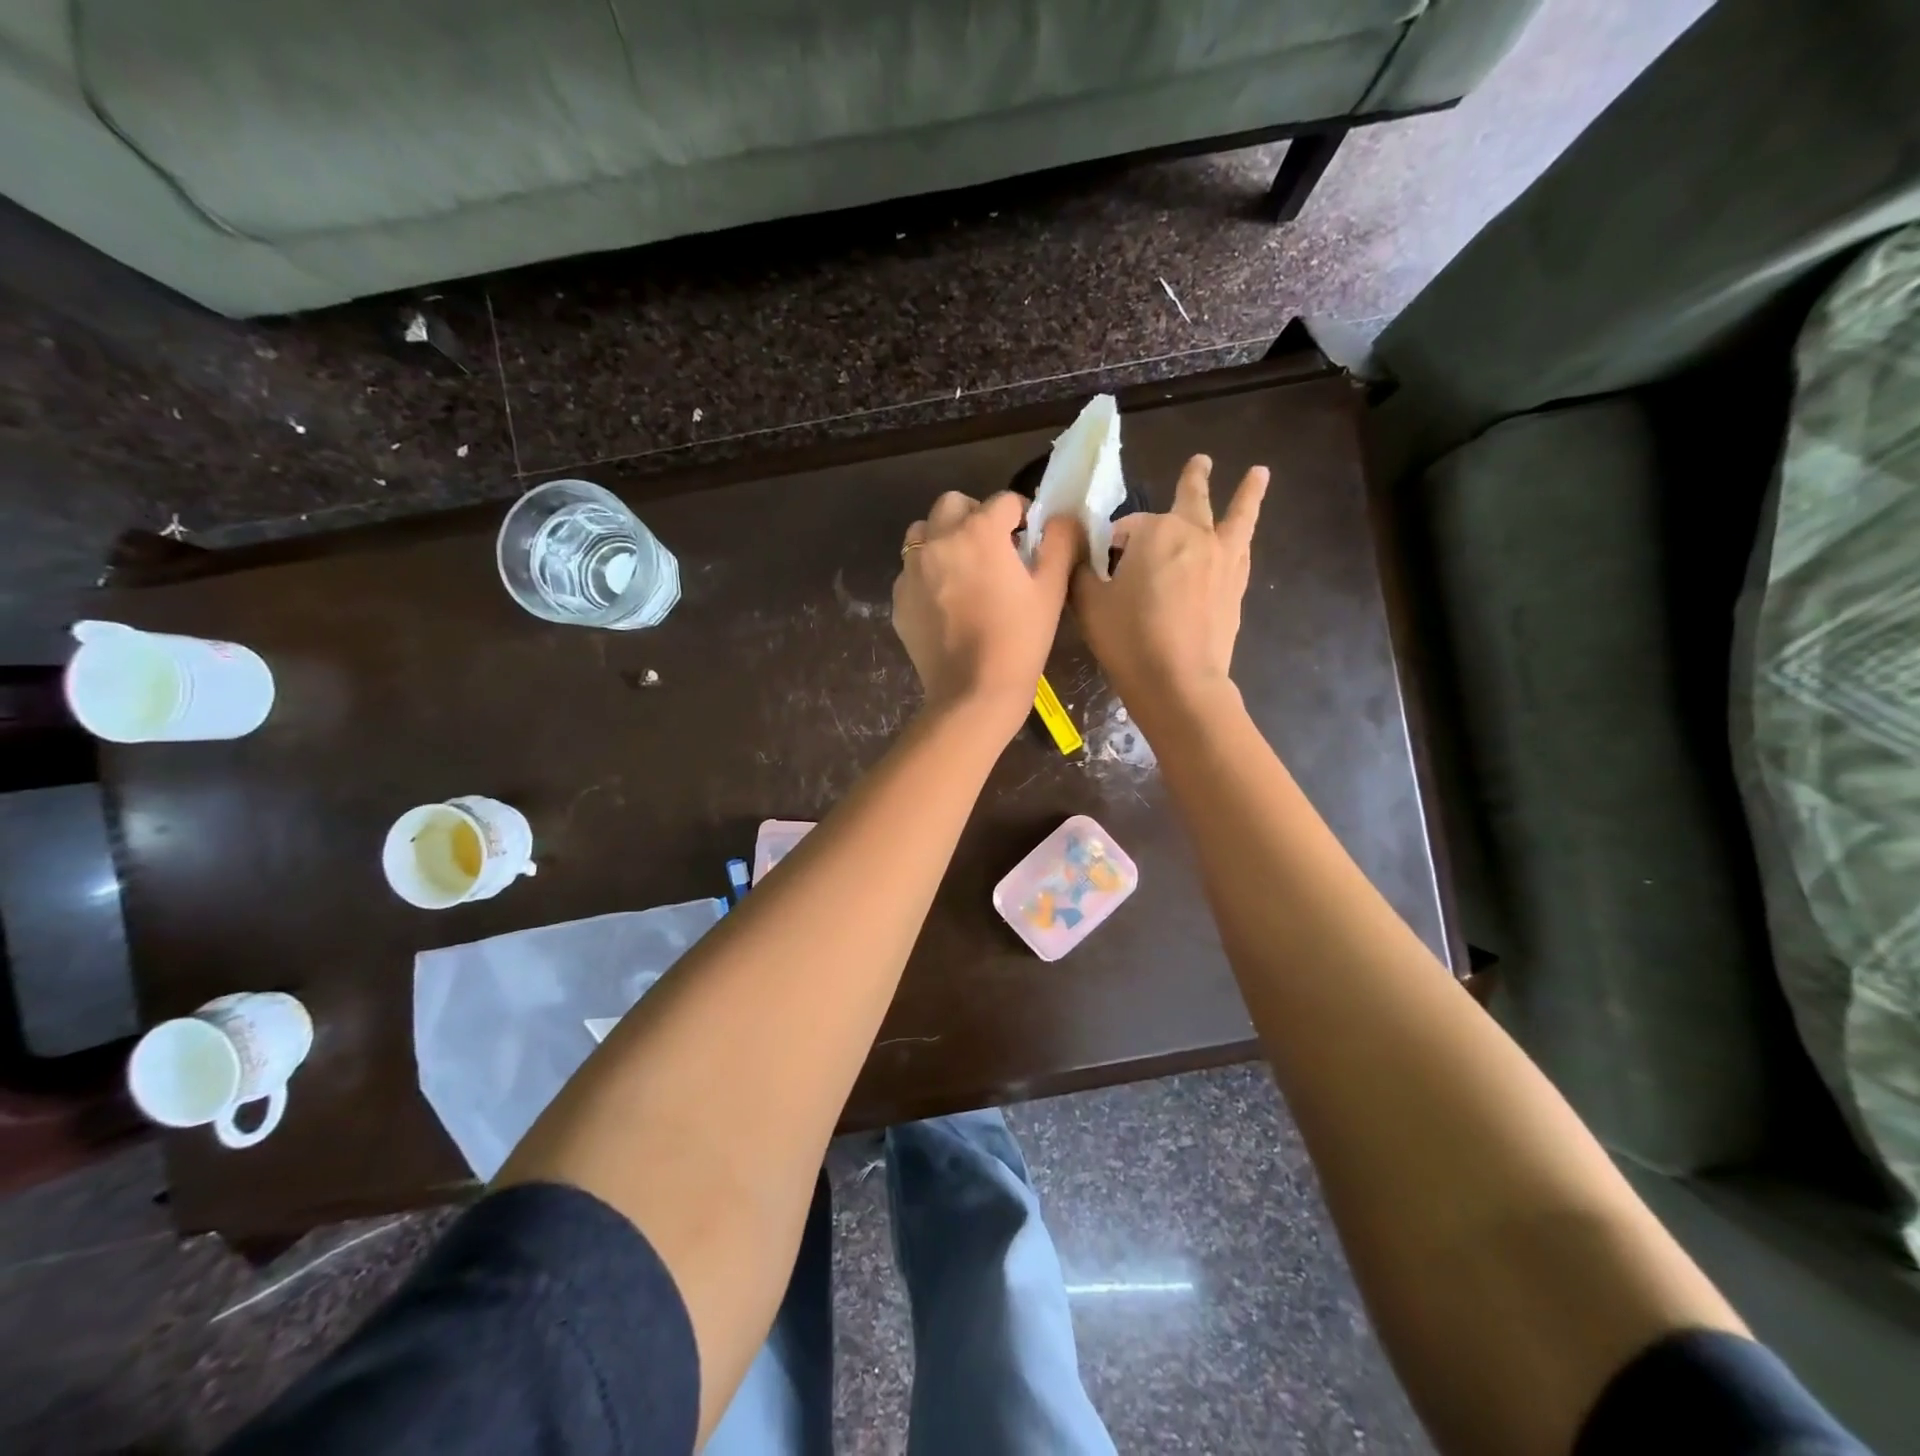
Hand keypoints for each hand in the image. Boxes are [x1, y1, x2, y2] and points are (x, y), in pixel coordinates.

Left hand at [893, 491, 1079, 732]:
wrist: (973, 692)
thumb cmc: (1019, 640)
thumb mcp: (1051, 589)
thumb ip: (1060, 543)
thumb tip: (1060, 519)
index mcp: (979, 532)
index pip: (1004, 501)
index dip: (1022, 516)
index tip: (1029, 539)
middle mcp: (938, 540)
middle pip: (953, 504)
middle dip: (975, 516)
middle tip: (993, 547)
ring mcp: (912, 570)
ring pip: (923, 532)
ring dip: (943, 538)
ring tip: (962, 569)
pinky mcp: (899, 599)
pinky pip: (911, 572)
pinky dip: (927, 575)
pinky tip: (945, 604)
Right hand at [1070, 454, 1268, 723]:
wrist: (1178, 682)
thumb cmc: (1128, 640)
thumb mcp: (1090, 604)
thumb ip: (1083, 572)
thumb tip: (1081, 555)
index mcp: (1155, 533)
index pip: (1127, 526)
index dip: (1111, 542)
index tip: (1101, 562)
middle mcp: (1194, 535)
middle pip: (1192, 499)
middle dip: (1193, 479)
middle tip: (1200, 461)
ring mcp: (1222, 560)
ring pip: (1236, 517)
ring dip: (1246, 493)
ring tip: (1258, 474)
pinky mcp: (1235, 586)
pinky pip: (1242, 550)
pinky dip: (1242, 538)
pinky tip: (1243, 537)